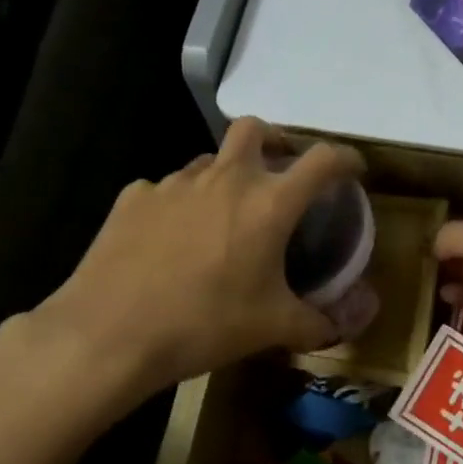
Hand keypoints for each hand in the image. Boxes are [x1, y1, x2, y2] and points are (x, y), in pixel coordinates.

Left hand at [7, 118, 364, 422]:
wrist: (109, 334)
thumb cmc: (204, 325)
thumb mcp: (272, 328)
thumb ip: (319, 322)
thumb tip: (349, 324)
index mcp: (268, 203)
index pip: (322, 160)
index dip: (345, 158)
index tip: (353, 169)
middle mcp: (224, 179)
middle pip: (255, 129)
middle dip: (274, 141)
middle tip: (278, 173)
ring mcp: (174, 183)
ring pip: (208, 161)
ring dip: (224, 177)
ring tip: (222, 217)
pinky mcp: (134, 198)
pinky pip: (165, 190)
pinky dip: (178, 206)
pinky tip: (170, 241)